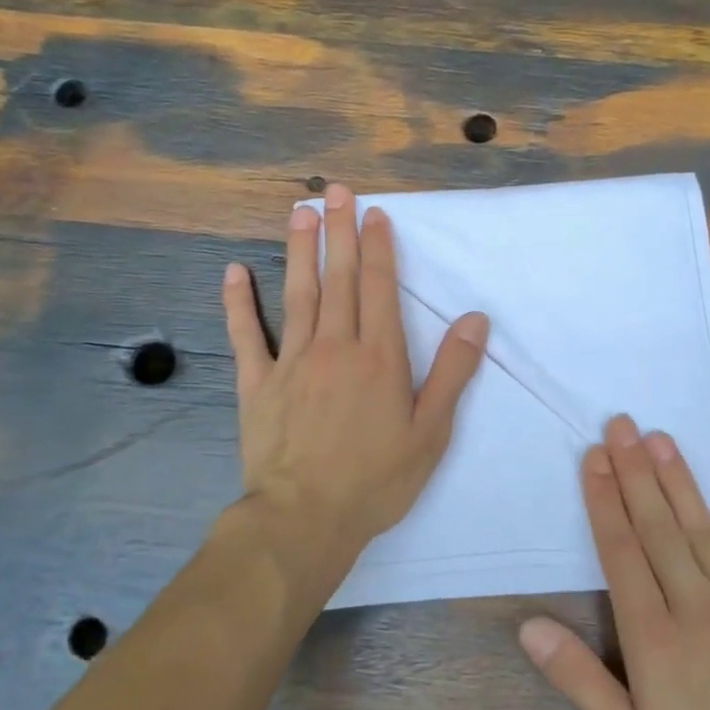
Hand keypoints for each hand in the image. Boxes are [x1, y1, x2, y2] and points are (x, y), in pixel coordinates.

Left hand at [222, 184, 489, 576]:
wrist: (305, 518)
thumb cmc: (376, 480)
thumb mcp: (431, 432)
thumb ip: (453, 373)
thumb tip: (475, 320)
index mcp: (379, 357)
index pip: (378, 287)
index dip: (378, 247)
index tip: (375, 214)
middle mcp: (334, 346)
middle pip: (338, 278)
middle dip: (338, 231)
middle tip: (334, 190)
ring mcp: (291, 362)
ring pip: (296, 294)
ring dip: (299, 250)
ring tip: (298, 212)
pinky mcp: (257, 384)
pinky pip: (246, 335)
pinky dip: (239, 302)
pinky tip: (234, 271)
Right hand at [519, 415, 709, 709]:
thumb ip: (581, 679)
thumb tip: (529, 626)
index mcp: (655, 638)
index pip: (621, 552)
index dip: (604, 500)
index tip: (593, 457)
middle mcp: (697, 607)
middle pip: (659, 528)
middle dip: (636, 473)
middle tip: (622, 425)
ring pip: (704, 531)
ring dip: (680, 481)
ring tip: (661, 438)